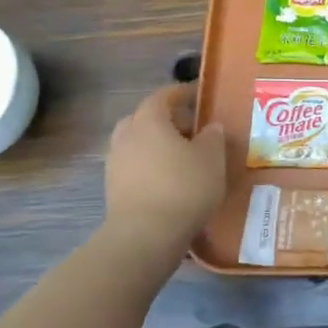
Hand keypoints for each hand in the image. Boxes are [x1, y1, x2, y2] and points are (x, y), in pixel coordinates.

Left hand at [103, 85, 226, 241]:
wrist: (145, 235)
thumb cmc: (184, 187)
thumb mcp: (212, 158)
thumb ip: (213, 137)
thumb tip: (210, 127)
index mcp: (149, 120)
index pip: (163, 96)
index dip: (182, 92)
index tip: (199, 94)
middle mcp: (126, 136)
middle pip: (145, 118)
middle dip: (167, 119)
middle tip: (192, 128)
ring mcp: (115, 163)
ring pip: (138, 143)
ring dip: (158, 144)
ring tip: (183, 156)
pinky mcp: (114, 188)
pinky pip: (135, 165)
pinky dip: (151, 165)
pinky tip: (171, 179)